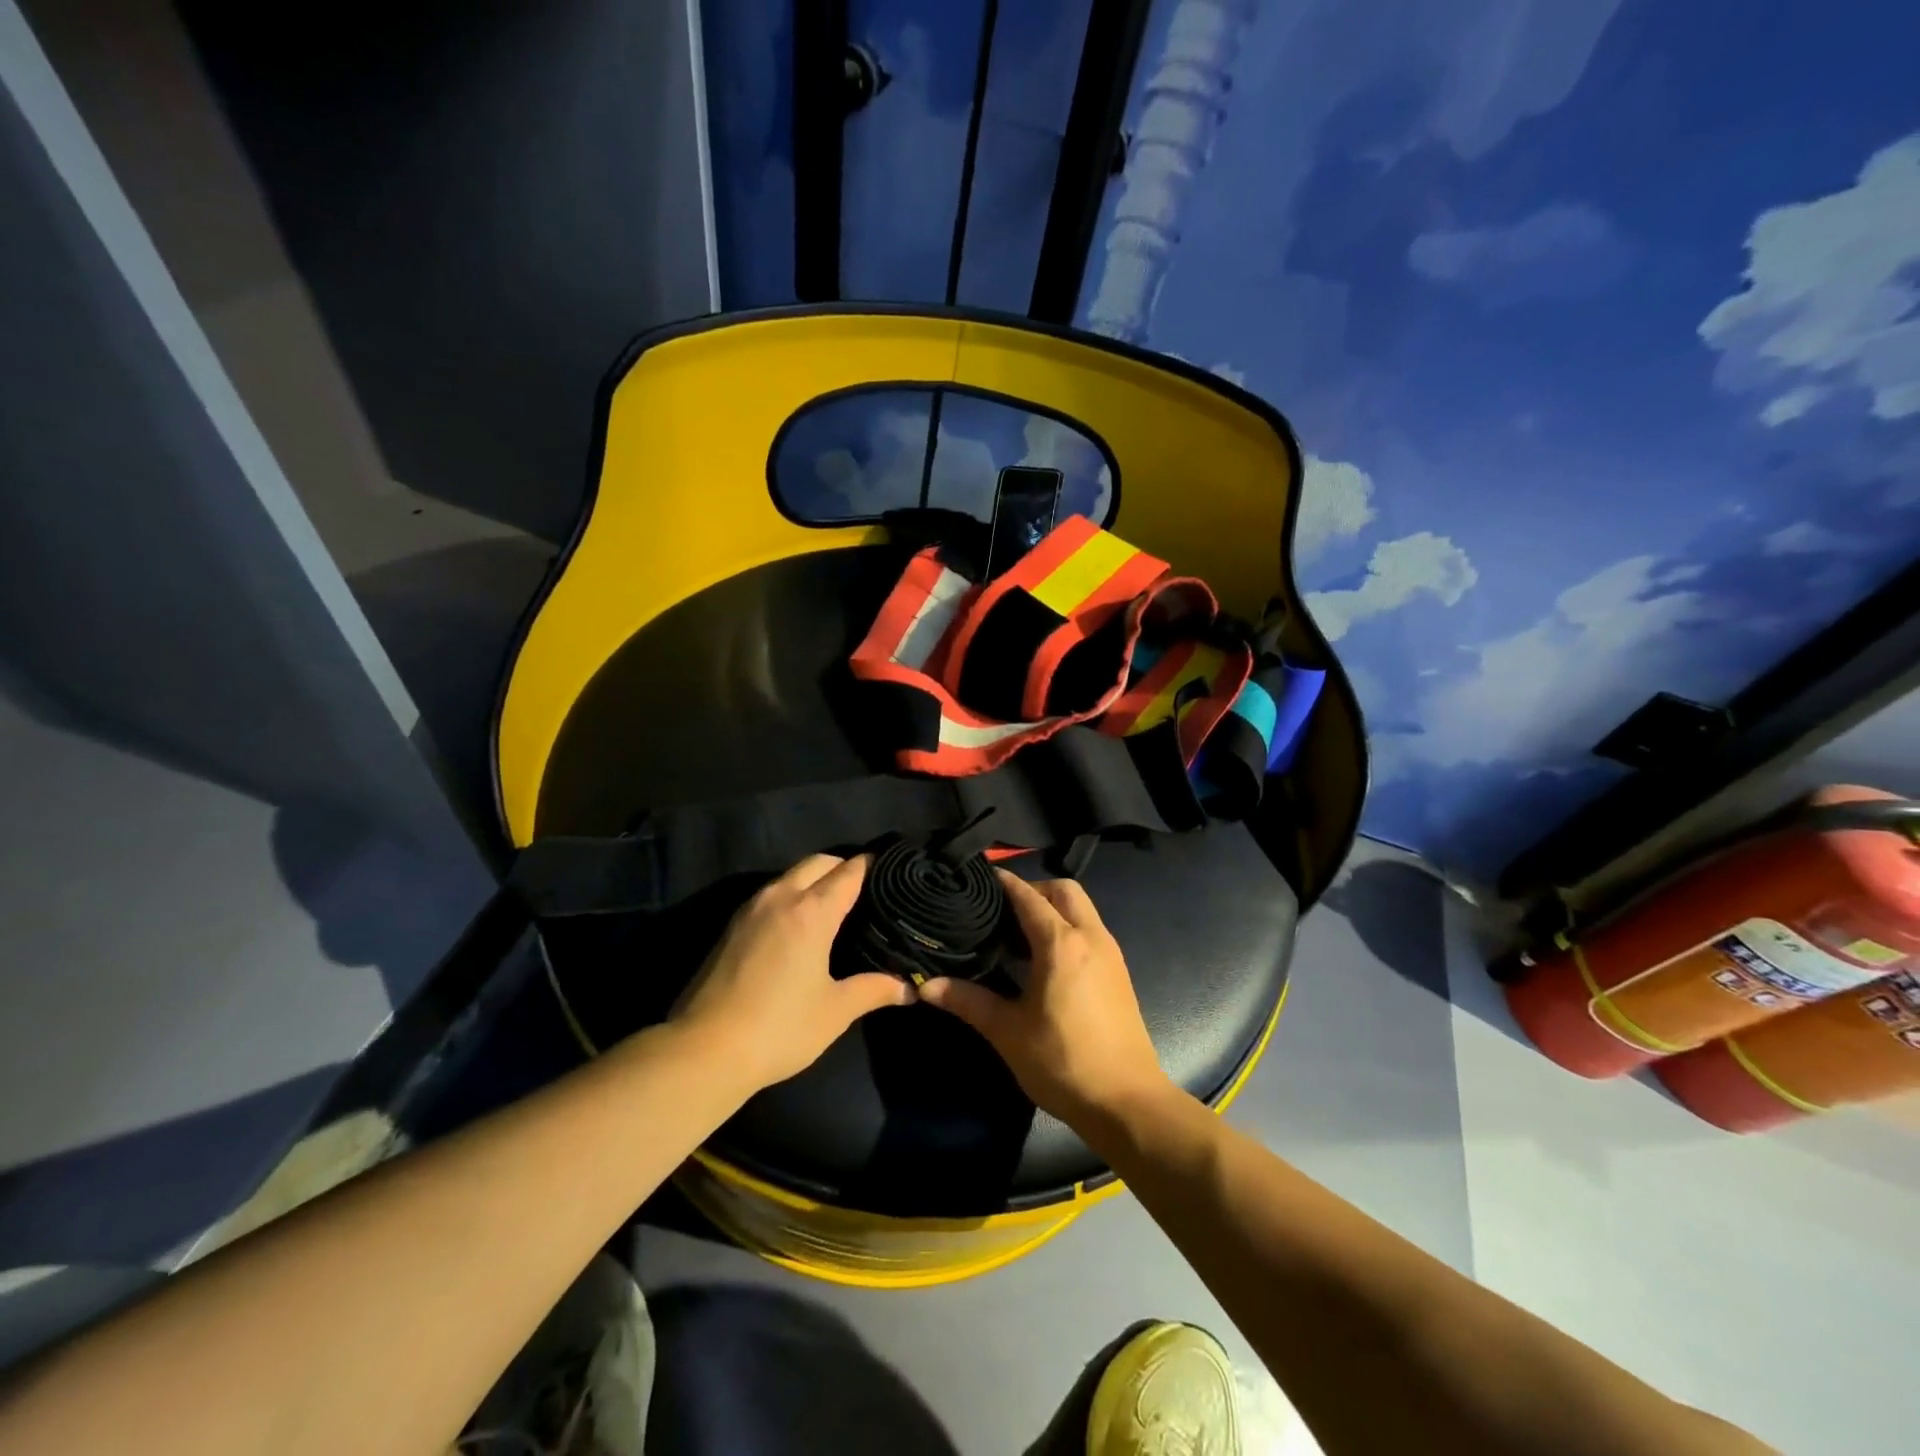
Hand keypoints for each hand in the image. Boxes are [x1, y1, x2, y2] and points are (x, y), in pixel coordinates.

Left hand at [672, 854, 912, 1090]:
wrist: (703, 1050)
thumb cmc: (779, 1028)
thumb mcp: (835, 1011)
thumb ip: (874, 990)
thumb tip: (908, 988)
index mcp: (812, 911)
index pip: (850, 871)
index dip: (873, 866)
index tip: (893, 873)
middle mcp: (781, 897)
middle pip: (819, 861)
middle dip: (844, 867)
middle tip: (867, 893)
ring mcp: (751, 908)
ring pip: (791, 875)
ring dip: (814, 880)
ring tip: (835, 907)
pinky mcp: (732, 925)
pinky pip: (771, 893)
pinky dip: (792, 895)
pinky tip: (799, 927)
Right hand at [920, 872, 1171, 1130]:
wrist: (1126, 1102)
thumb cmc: (1063, 1063)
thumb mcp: (1008, 1032)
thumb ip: (968, 1001)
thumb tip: (927, 986)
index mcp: (1062, 944)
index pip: (1028, 896)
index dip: (1004, 883)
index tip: (979, 878)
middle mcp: (1091, 937)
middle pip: (1063, 890)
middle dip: (1034, 890)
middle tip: (1002, 912)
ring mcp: (1110, 953)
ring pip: (1082, 909)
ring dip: (1053, 909)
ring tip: (1018, 936)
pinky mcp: (1118, 972)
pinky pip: (1091, 930)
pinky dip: (1068, 928)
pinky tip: (1045, 961)